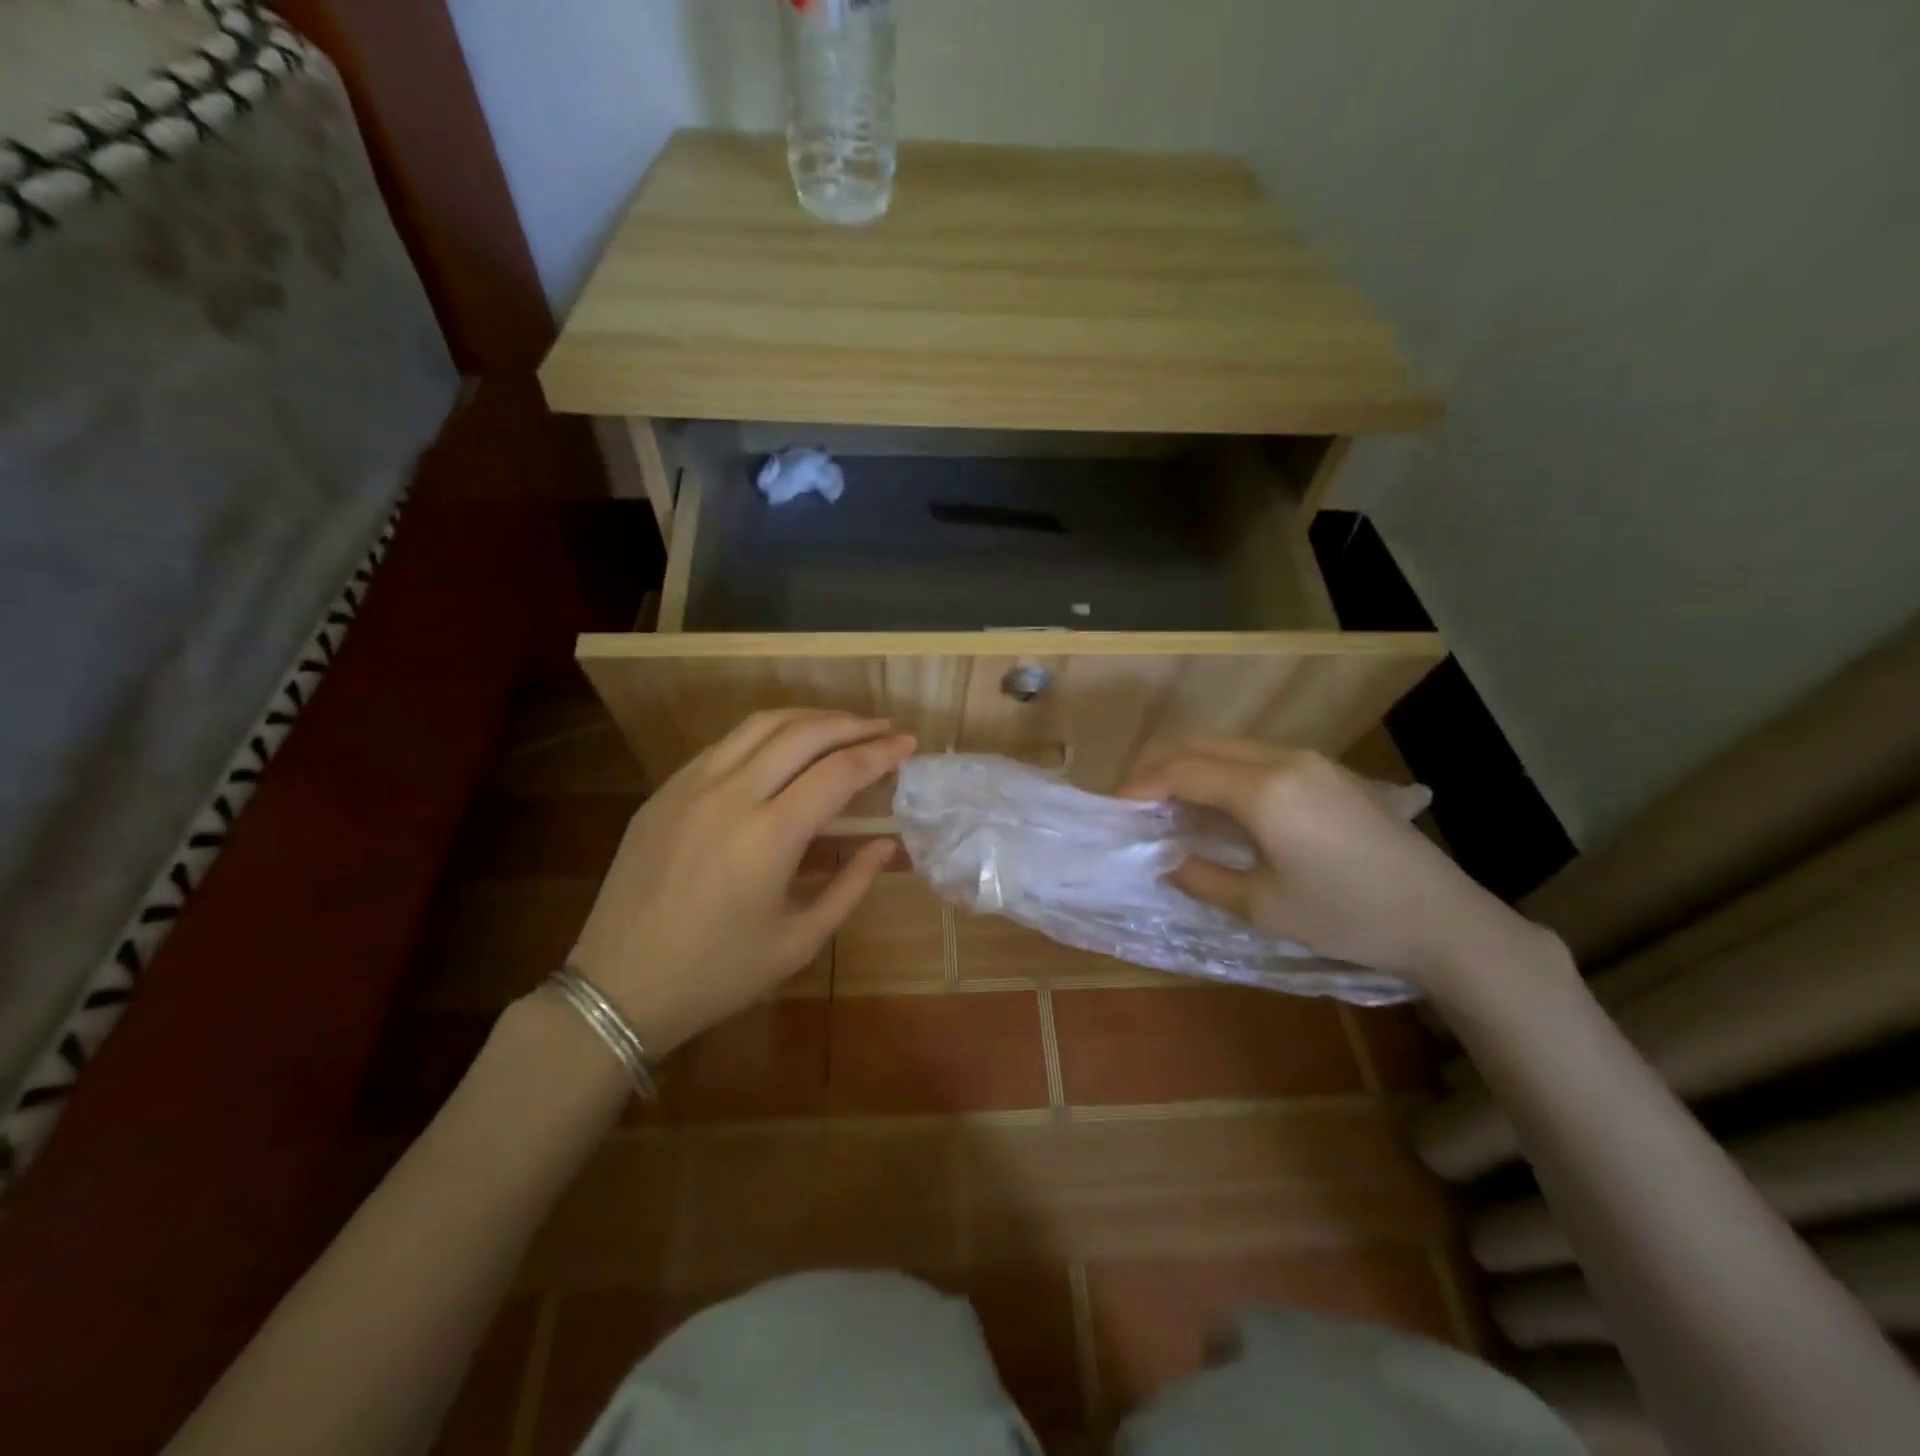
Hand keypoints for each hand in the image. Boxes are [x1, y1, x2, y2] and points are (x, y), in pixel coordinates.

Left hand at [568, 709, 913, 1054]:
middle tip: (884, 728)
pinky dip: (766, 733)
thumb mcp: (798, 942)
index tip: (909, 745)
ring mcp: (691, 785)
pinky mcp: (665, 790)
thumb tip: (885, 844)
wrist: (617, 986)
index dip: (880, 754)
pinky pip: (725, 744)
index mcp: (768, 835)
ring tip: (841, 725)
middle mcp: (730, 794)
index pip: (839, 772)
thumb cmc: (717, 974)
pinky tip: (783, 747)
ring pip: (760, 724)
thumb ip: (850, 886)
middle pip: (803, 733)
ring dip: (809, 717)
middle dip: (852, 724)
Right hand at [1121, 740, 1559, 995]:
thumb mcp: (1262, 906)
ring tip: (1175, 808)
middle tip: (1139, 805)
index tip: (1116, 809)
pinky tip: (1225, 808)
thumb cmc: (1346, 916)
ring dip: (1196, 769)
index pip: (1182, 771)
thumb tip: (1163, 860)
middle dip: (1162, 769)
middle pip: (1203, 747)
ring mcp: (1313, 762)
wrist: (1442, 919)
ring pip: (1233, 748)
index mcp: (1264, 789)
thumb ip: (1201, 876)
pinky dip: (1228, 773)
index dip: (1141, 786)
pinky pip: (1261, 758)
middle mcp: (1285, 760)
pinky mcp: (1332, 774)